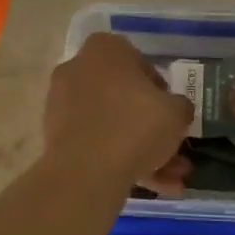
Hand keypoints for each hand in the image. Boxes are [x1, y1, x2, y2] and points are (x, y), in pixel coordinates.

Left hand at [45, 33, 192, 192]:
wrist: (85, 171)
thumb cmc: (134, 126)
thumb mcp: (176, 112)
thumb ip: (180, 106)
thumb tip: (176, 110)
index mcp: (104, 49)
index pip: (138, 61)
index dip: (159, 88)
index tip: (170, 111)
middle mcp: (77, 69)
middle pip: (122, 97)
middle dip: (151, 127)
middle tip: (173, 149)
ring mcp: (62, 103)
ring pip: (111, 124)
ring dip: (141, 149)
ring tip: (169, 180)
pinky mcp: (55, 135)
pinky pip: (95, 142)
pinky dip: (119, 160)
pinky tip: (148, 185)